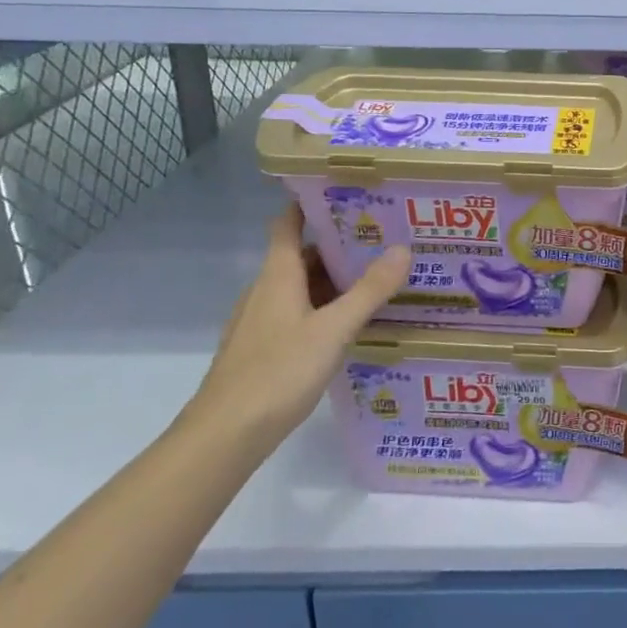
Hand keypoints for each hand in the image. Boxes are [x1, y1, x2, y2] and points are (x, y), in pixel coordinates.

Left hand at [191, 205, 411, 446]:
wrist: (224, 437)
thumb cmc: (277, 373)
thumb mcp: (333, 330)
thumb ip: (369, 291)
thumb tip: (403, 249)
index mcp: (277, 276)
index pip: (287, 224)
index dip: (309, 203)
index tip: (344, 190)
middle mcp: (266, 292)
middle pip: (301, 256)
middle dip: (339, 244)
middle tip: (383, 236)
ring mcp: (262, 322)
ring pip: (302, 287)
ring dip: (335, 279)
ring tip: (378, 276)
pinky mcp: (264, 349)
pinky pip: (299, 314)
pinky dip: (325, 308)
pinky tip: (352, 324)